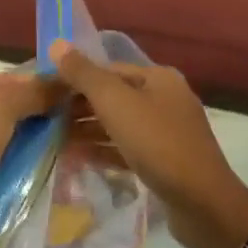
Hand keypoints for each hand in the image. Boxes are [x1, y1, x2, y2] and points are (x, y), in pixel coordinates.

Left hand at [0, 72, 61, 211]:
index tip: (54, 86)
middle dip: (28, 107)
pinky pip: (2, 159)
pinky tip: (48, 152)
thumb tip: (64, 82)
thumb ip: (31, 92)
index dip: (20, 82)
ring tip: (62, 128)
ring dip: (28, 132)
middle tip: (62, 108)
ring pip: (0, 135)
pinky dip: (22, 155)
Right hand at [50, 45, 247, 247]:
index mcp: (158, 78)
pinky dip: (103, 150)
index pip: (108, 69)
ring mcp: (167, 132)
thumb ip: (84, 74)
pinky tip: (77, 157)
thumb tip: (57, 44)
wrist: (202, 203)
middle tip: (45, 117)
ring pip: (119, 124)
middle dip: (79, 106)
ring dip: (88, 129)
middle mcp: (165, 99)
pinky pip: (126, 149)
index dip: (75, 77)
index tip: (45, 92)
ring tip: (55, 138)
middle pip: (114, 96)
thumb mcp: (115, 103)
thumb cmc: (157, 143)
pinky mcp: (164, 162)